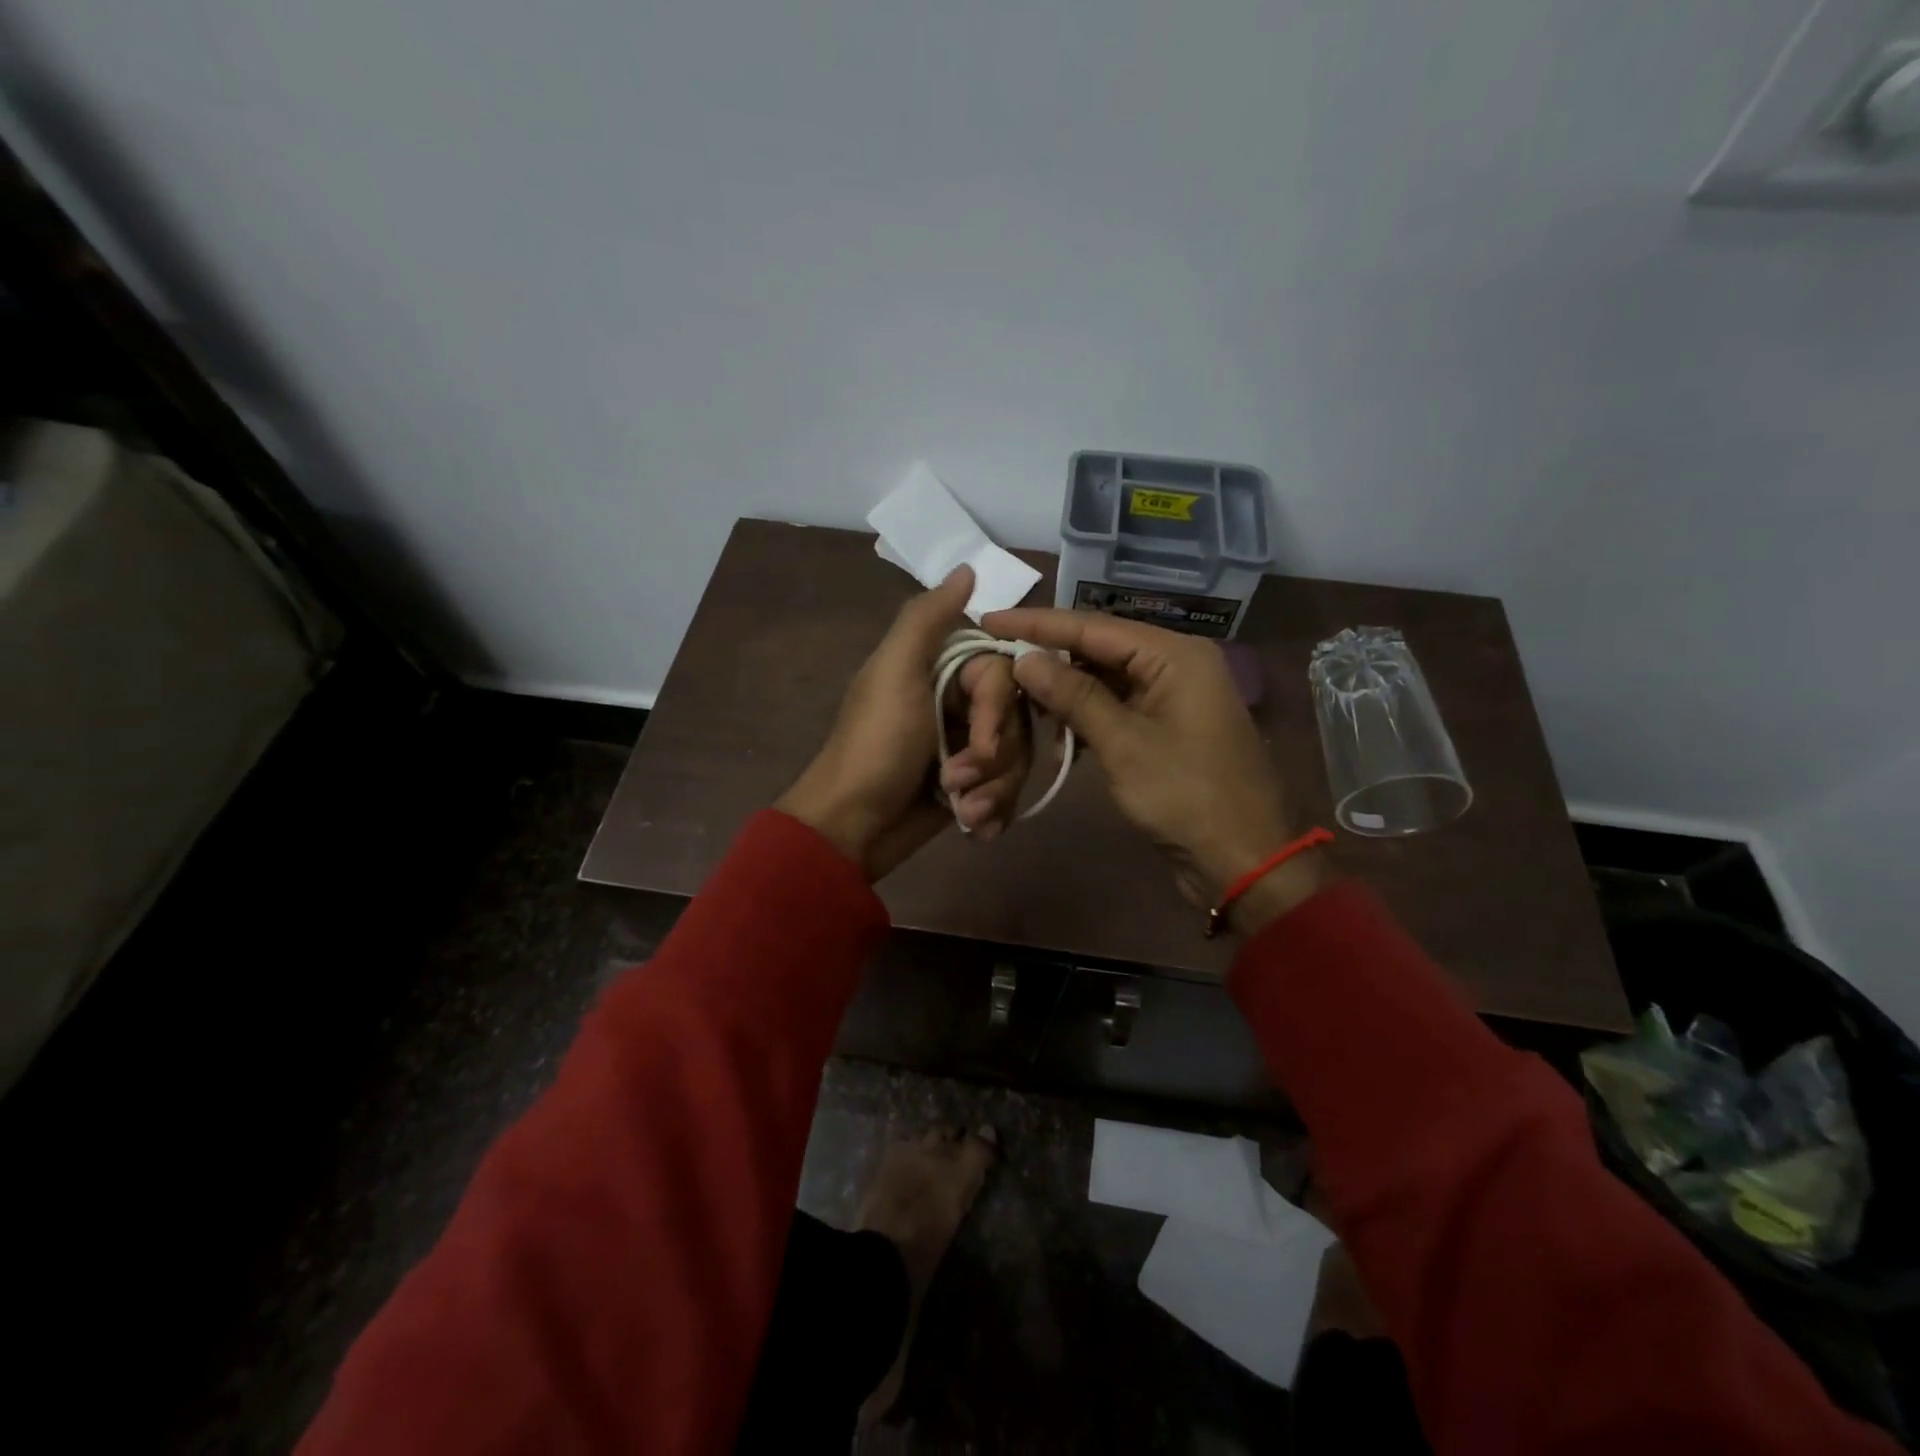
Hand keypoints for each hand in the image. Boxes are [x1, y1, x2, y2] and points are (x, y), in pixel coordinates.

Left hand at [778, 566, 1032, 879]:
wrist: (851, 828)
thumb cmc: (874, 748)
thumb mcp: (894, 674)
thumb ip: (927, 619)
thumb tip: (967, 567)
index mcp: (941, 670)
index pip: (1005, 675)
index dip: (996, 711)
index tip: (979, 741)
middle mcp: (957, 704)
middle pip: (1016, 720)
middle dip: (992, 759)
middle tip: (955, 781)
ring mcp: (964, 747)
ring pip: (1016, 758)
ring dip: (993, 790)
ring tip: (964, 811)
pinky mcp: (970, 787)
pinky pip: (1007, 791)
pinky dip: (993, 812)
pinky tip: (974, 827)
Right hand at [981, 608, 1328, 932]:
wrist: (1242, 858)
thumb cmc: (1186, 796)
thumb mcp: (1123, 744)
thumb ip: (1073, 696)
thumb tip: (1025, 659)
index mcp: (1174, 654)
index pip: (1092, 626)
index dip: (1037, 624)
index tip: (990, 620)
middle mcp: (1175, 663)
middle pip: (1099, 647)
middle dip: (1048, 654)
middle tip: (995, 655)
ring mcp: (1172, 696)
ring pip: (1105, 677)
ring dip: (1063, 687)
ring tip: (1014, 689)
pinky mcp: (1165, 726)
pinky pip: (1116, 705)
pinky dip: (1084, 713)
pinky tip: (1051, 721)